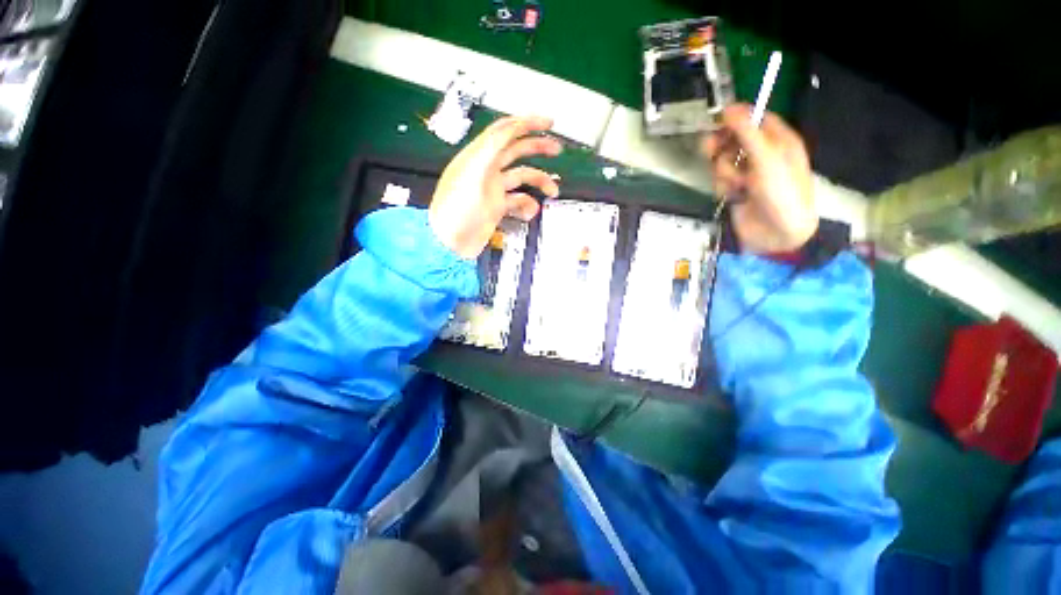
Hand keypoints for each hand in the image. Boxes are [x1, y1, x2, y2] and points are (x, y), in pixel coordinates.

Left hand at [429, 115, 562, 257]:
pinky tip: (530, 212)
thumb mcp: (470, 175)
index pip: (504, 131)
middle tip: (556, 148)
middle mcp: (487, 170)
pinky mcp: (497, 207)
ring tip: (553, 189)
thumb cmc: (454, 212)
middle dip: (538, 147)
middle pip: (516, 150)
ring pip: (522, 177)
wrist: (450, 244)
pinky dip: (528, 205)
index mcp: (478, 157)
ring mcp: (493, 190)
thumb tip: (509, 128)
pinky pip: (518, 201)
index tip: (547, 122)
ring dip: (539, 181)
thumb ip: (489, 150)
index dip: (526, 123)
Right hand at [701, 104, 817, 253]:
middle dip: (722, 146)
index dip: (737, 118)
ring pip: (723, 161)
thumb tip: (730, 108)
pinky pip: (720, 180)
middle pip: (733, 140)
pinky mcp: (735, 190)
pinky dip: (723, 187)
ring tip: (736, 183)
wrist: (776, 234)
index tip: (718, 120)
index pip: (755, 119)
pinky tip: (733, 194)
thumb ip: (747, 133)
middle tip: (712, 149)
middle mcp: (762, 154)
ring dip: (724, 172)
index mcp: (779, 141)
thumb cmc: (782, 193)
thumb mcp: (767, 159)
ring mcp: (748, 173)